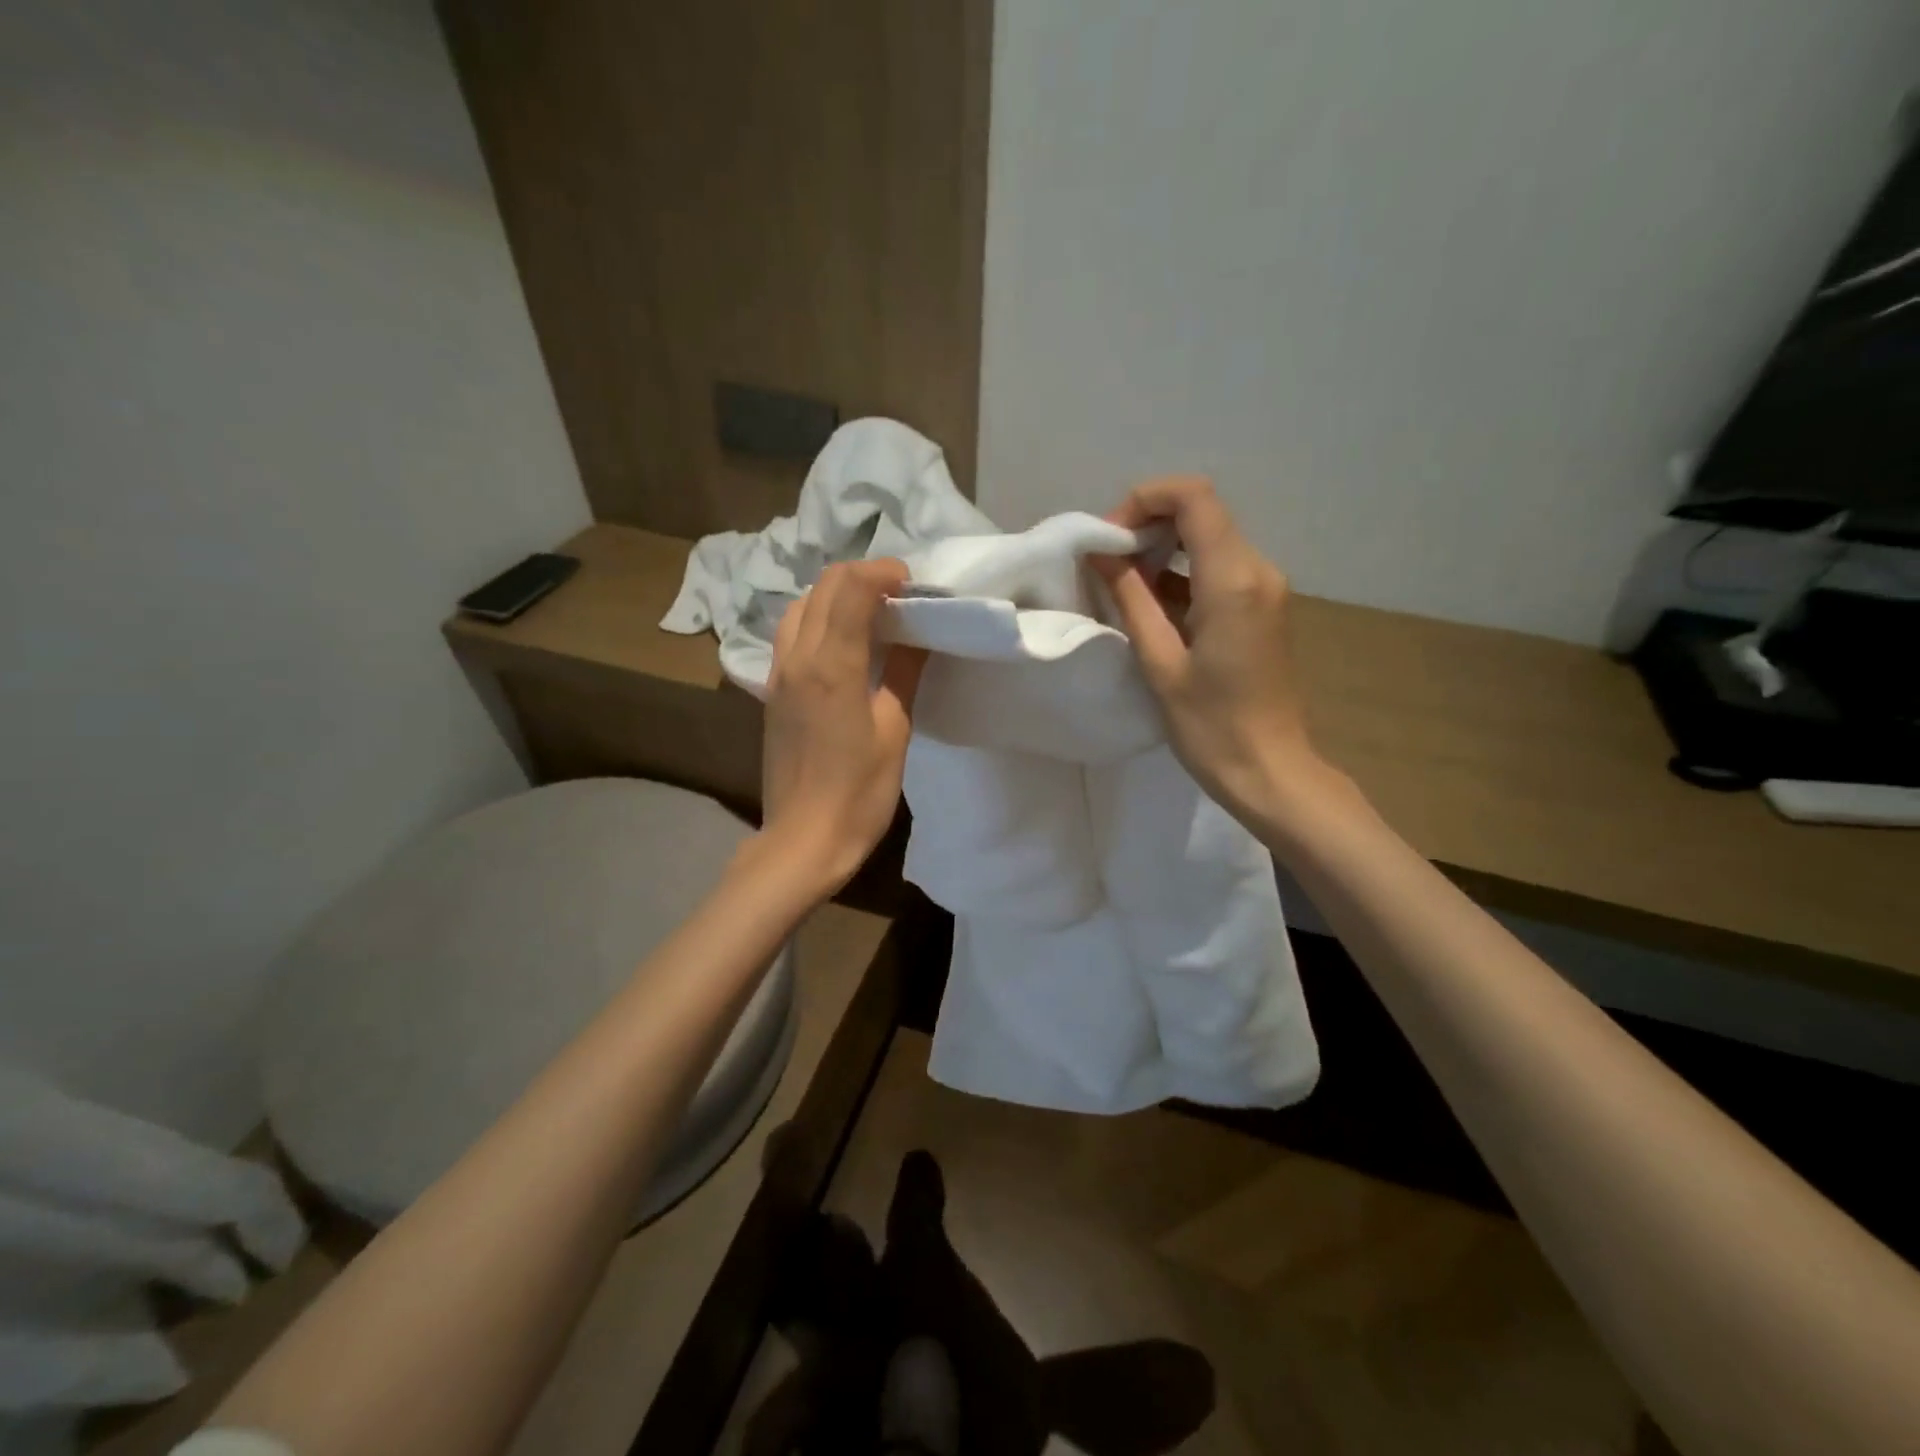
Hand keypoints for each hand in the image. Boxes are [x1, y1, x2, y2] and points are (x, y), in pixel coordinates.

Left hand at [760, 559, 926, 892]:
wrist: (804, 841)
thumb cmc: (859, 793)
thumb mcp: (895, 731)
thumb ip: (903, 672)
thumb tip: (918, 633)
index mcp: (829, 666)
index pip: (849, 587)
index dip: (882, 573)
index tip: (913, 585)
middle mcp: (796, 659)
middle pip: (822, 588)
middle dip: (861, 577)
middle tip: (899, 595)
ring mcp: (778, 676)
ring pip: (800, 608)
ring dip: (835, 596)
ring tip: (872, 614)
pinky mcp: (772, 694)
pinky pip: (791, 635)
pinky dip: (818, 620)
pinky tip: (844, 644)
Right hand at [1094, 476, 1347, 835]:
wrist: (1271, 770)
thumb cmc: (1211, 725)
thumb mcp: (1160, 662)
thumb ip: (1131, 598)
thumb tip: (1102, 554)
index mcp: (1232, 580)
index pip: (1193, 497)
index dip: (1144, 500)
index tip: (1108, 539)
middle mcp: (1257, 570)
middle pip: (1201, 513)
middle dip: (1148, 523)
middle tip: (1107, 561)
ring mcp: (1264, 588)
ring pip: (1208, 539)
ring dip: (1161, 550)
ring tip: (1120, 583)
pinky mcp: (1261, 607)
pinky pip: (1217, 569)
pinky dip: (1180, 573)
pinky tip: (1150, 603)